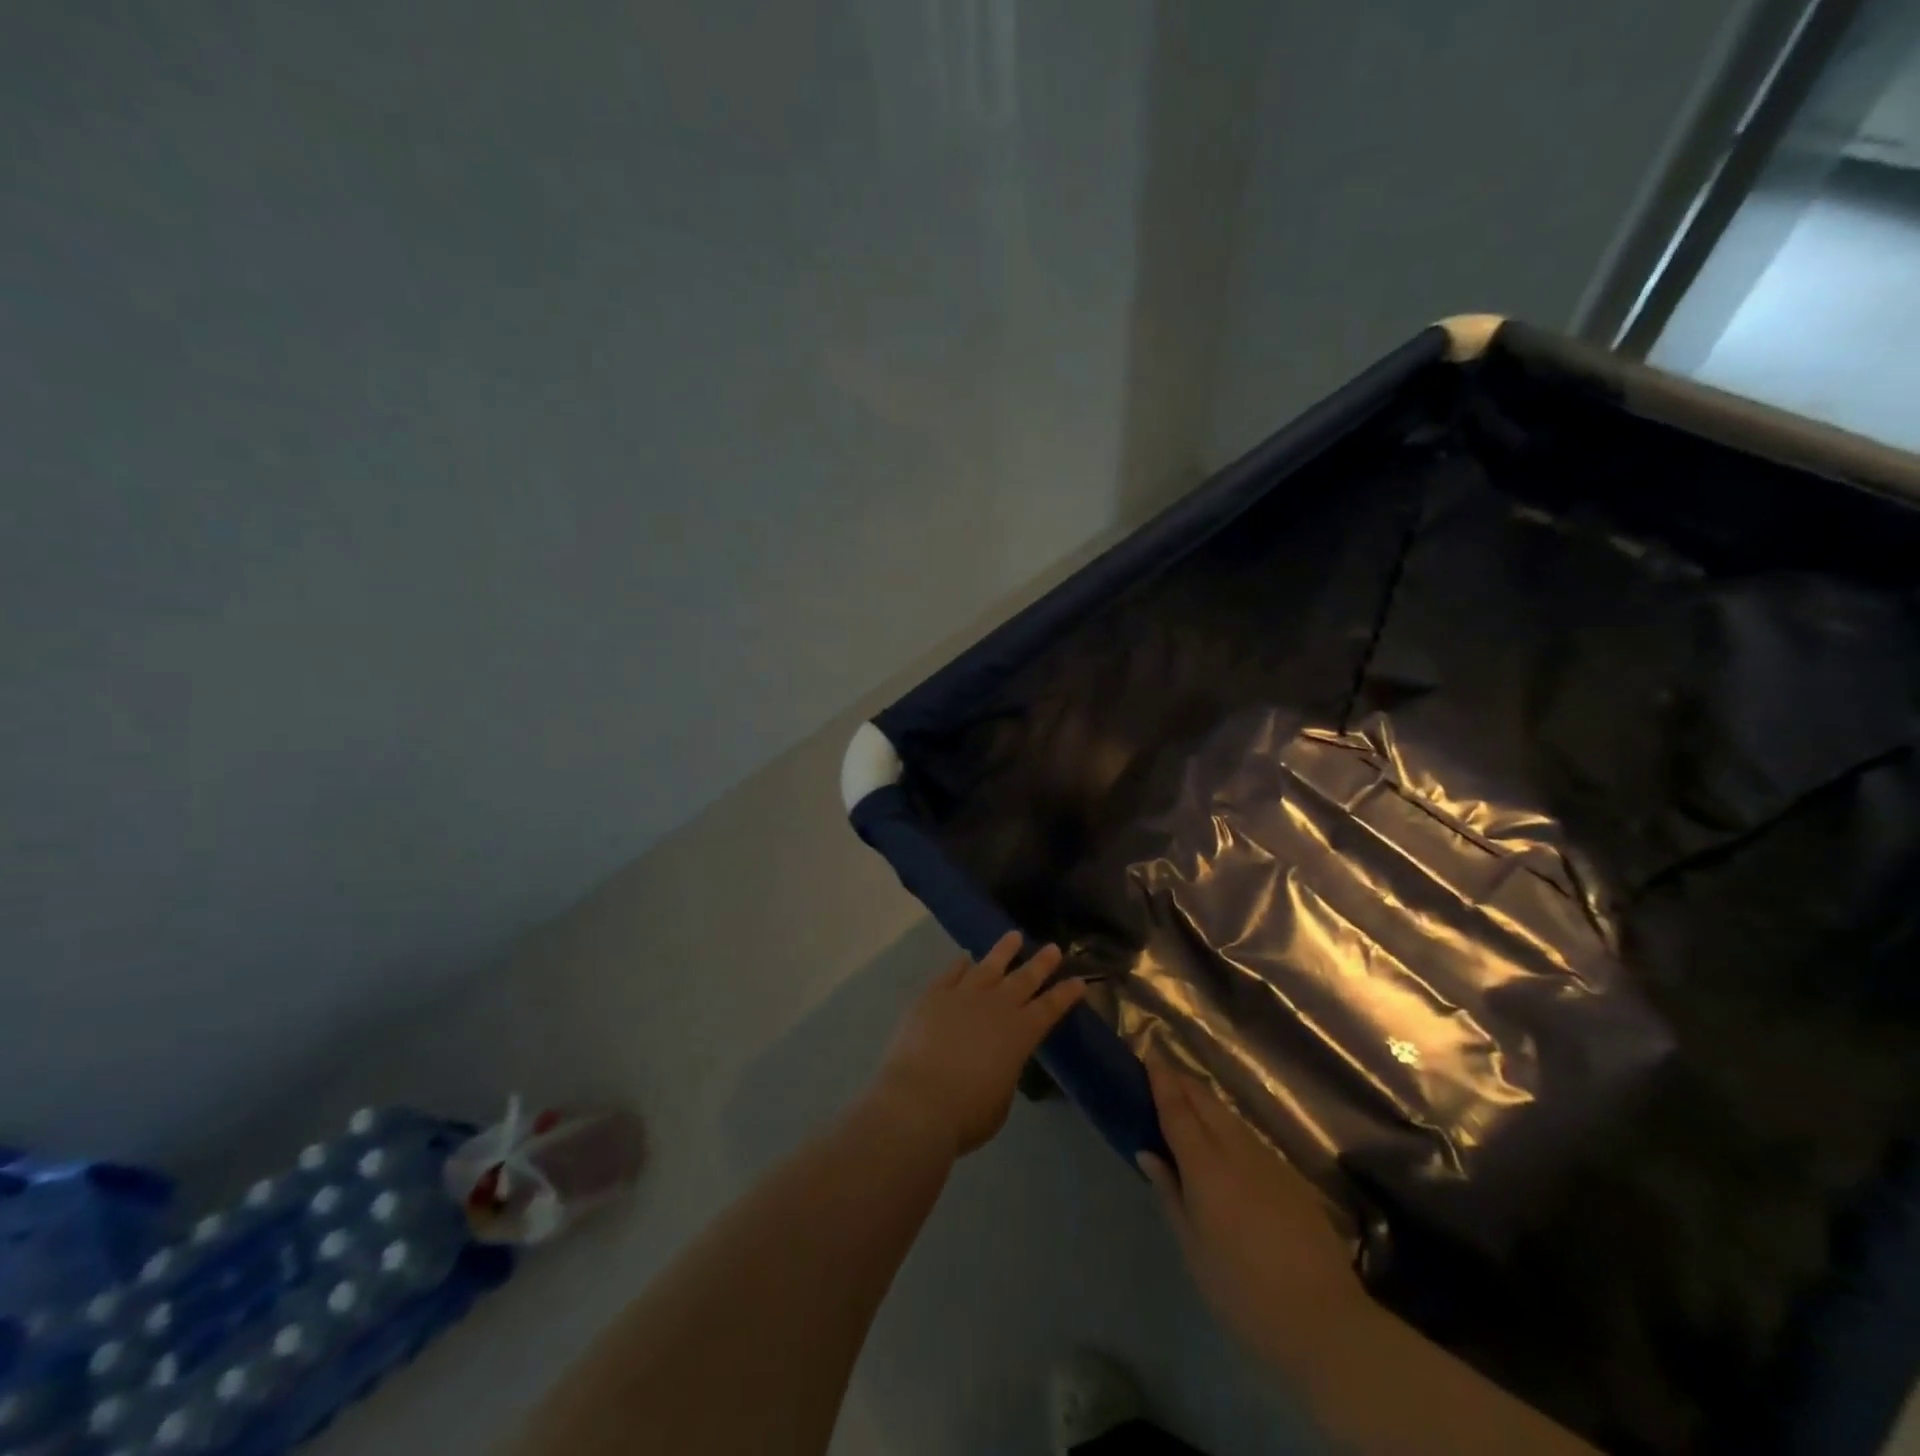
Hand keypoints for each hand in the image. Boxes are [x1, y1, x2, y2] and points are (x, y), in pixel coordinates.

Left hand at [871, 932, 1085, 1158]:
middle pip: (1023, 979)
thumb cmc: (967, 1113)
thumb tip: (997, 1060)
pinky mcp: (933, 996)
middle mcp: (996, 1007)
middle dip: (1041, 963)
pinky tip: (965, 958)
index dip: (1065, 994)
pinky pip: (951, 973)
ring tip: (1014, 936)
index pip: (1050, 1008)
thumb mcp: (1000, 1098)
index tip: (1078, 980)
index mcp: (1020, 1034)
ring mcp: (963, 996)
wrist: (918, 1101)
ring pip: (989, 965)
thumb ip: (1004, 1071)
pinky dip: (960, 964)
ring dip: (1003, 950)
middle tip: (1053, 948)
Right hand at [1139, 1049, 1367, 1365]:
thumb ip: (1170, 1193)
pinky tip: (1222, 1139)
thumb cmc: (1243, 1292)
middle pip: (1205, 1102)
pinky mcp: (1291, 1177)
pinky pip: (1248, 1136)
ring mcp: (1269, 1161)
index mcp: (1206, 1167)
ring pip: (1229, 1116)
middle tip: (1161, 1073)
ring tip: (1186, 1100)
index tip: (1149, 1055)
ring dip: (1205, 1101)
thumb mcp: (1193, 1249)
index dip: (1162, 1080)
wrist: (1326, 1322)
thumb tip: (1148, 1152)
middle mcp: (1237, 1151)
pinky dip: (1227, 1125)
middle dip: (1182, 1082)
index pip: (1178, 1110)